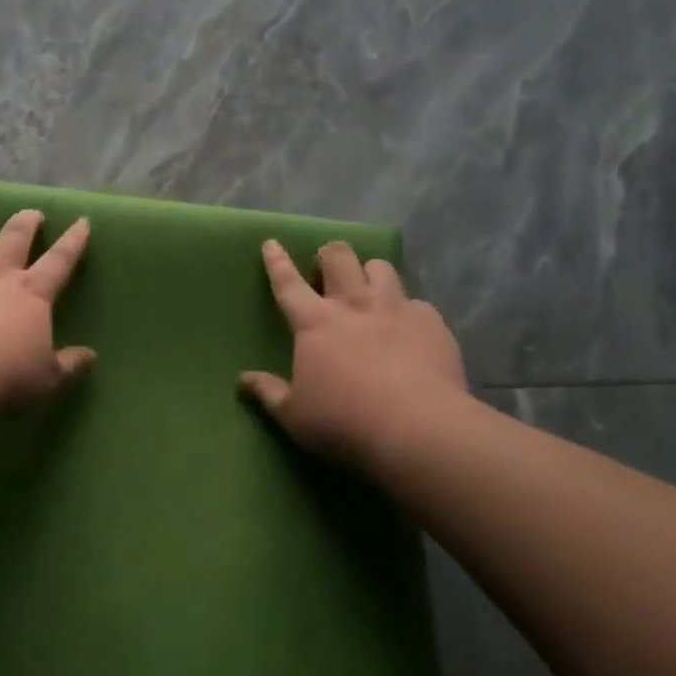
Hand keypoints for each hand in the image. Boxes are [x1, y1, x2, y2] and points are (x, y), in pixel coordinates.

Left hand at [0, 210, 94, 405]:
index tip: (81, 221)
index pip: (60, 259)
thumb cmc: (5, 376)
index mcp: (32, 293)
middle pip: (16, 236)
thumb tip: (90, 356)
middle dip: (27, 222)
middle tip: (33, 214)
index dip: (73, 240)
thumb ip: (68, 365)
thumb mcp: (47, 379)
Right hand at [239, 240, 466, 471]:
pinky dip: (409, 311)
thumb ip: (268, 393)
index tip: (272, 243)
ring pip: (381, 267)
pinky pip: (418, 303)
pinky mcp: (432, 324)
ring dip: (370, 274)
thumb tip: (243, 380)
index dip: (277, 261)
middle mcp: (354, 305)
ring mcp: (396, 310)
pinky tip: (410, 330)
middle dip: (329, 255)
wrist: (420, 431)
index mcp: (315, 323)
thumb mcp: (294, 416)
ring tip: (369, 292)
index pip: (288, 283)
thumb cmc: (345, 422)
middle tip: (327, 271)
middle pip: (338, 257)